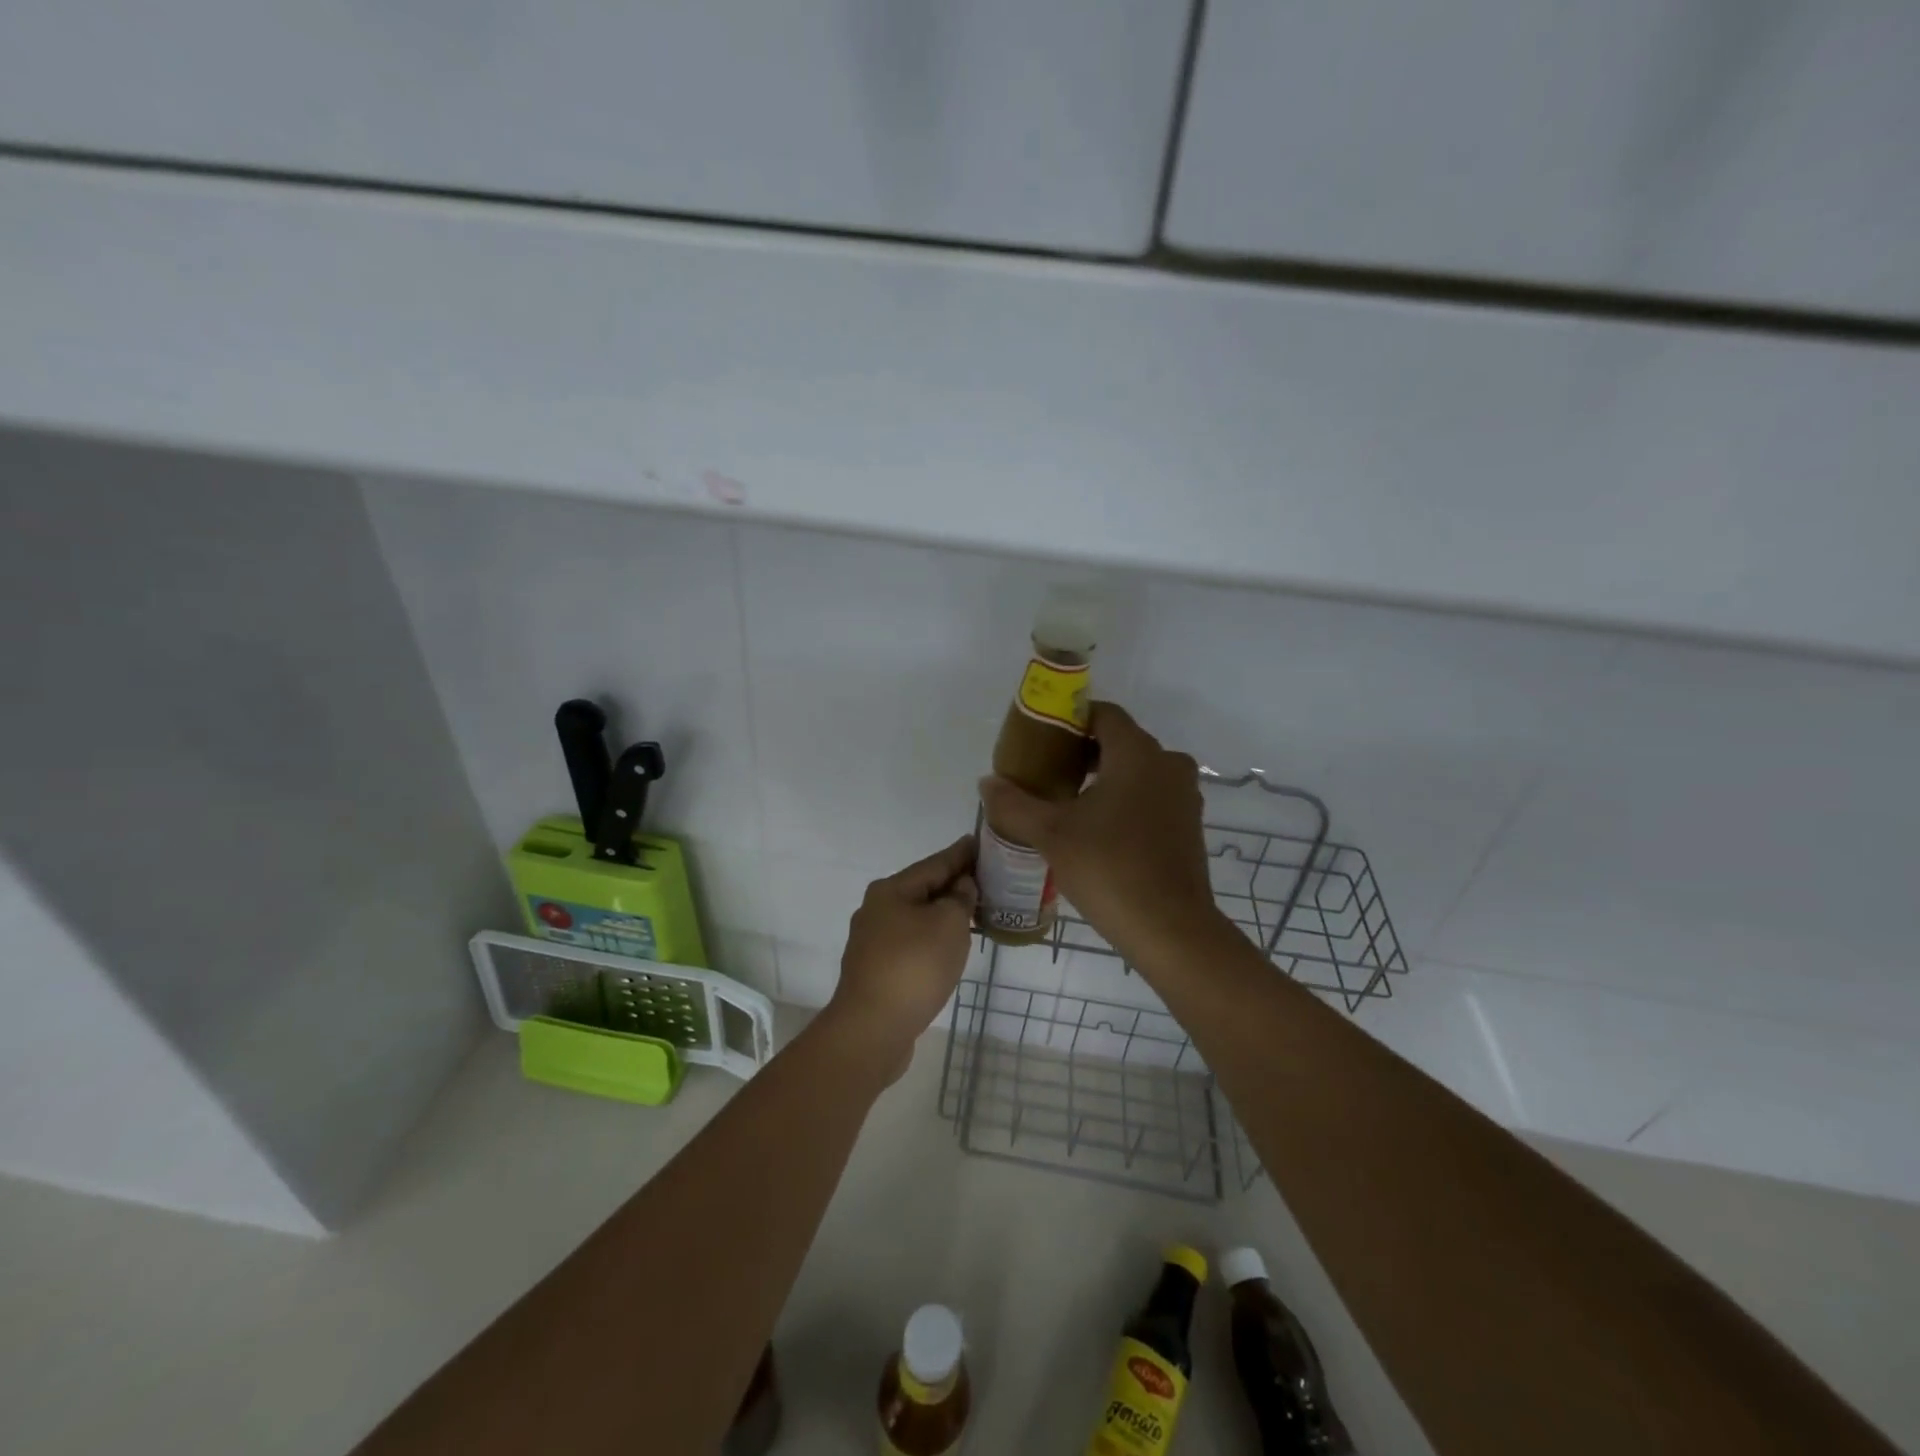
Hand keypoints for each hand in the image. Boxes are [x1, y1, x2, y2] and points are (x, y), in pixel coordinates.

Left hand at [824, 835, 977, 1079]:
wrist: (872, 1029)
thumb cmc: (913, 967)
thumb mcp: (948, 924)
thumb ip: (960, 899)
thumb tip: (961, 887)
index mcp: (890, 890)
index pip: (935, 863)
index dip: (961, 854)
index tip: (980, 842)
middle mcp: (876, 910)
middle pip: (923, 889)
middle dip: (953, 884)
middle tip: (986, 879)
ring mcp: (873, 942)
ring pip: (917, 917)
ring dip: (944, 913)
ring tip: (974, 911)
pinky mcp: (877, 970)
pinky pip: (912, 943)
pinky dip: (933, 938)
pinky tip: (949, 946)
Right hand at [979, 703, 1226, 971]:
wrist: (1171, 929)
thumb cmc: (1109, 869)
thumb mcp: (1051, 835)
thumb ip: (1014, 803)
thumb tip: (987, 782)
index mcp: (1137, 753)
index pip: (1102, 714)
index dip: (1069, 720)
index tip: (1040, 741)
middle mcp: (1168, 764)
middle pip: (1119, 741)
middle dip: (1081, 752)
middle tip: (1045, 774)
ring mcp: (1183, 796)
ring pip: (1136, 771)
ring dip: (1103, 778)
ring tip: (1065, 803)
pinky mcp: (1188, 825)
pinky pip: (1151, 796)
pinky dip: (1125, 800)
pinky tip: (1097, 830)